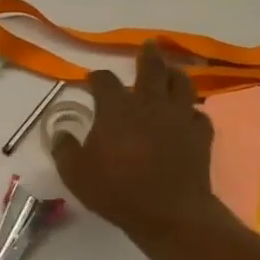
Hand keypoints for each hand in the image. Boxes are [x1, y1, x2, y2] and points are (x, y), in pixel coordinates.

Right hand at [52, 41, 223, 242]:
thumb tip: (60, 133)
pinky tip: (188, 115)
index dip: (96, 77)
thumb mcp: (75, 174)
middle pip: (151, 69)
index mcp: (116, 108)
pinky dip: (192, 111)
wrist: (169, 213)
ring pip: (181, 84)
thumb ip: (64, 149)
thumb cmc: (117, 191)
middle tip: (149, 46)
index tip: (92, 80)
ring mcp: (178, 117)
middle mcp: (149, 104)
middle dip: (148, 55)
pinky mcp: (200, 135)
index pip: (104, 80)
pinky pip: (198, 114)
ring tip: (172, 71)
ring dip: (175, 74)